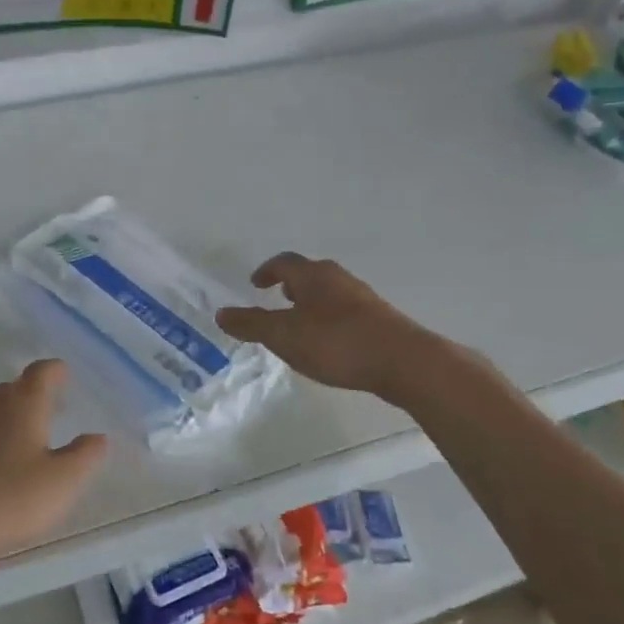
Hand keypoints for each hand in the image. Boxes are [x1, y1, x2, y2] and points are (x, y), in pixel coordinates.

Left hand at [0, 360, 108, 576]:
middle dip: (34, 388)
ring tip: (35, 428)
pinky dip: (1, 434)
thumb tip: (97, 436)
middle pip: (15, 386)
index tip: (65, 372)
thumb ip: (85, 455)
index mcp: (24, 406)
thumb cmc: (14, 497)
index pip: (40, 373)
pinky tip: (9, 458)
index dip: (54, 369)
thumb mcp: (64, 480)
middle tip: (54, 400)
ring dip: (16, 411)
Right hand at [216, 253, 444, 403]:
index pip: (283, 262)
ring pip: (328, 292)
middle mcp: (338, 278)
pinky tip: (328, 342)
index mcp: (312, 275)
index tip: (255, 283)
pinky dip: (328, 318)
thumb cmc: (336, 342)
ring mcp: (362, 298)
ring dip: (310, 302)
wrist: (402, 361)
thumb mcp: (284, 336)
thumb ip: (252, 324)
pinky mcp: (379, 319)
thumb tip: (221, 313)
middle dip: (290, 285)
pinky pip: (344, 311)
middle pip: (309, 273)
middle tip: (276, 299)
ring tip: (299, 324)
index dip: (267, 271)